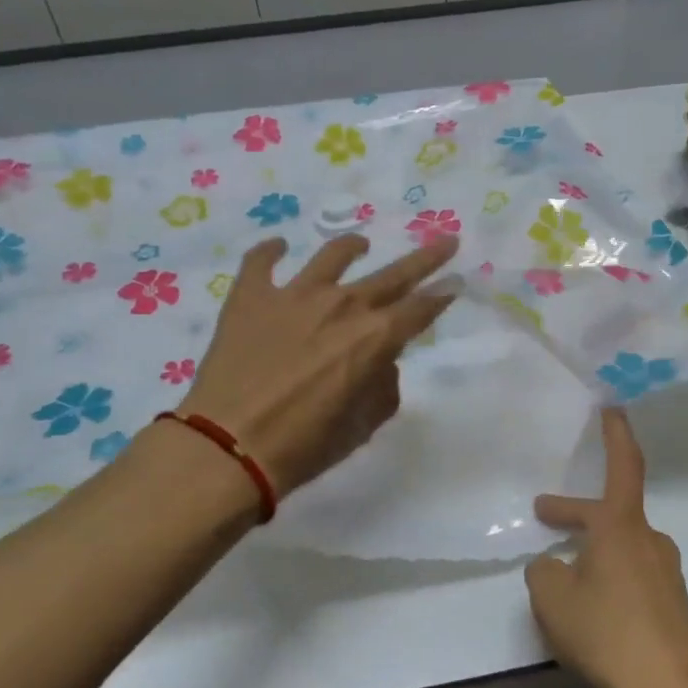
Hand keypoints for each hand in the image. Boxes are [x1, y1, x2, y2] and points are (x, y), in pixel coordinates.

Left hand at [175, 234, 459, 497]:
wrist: (228, 446)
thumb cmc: (304, 445)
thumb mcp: (362, 426)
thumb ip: (382, 387)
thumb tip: (379, 362)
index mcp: (374, 338)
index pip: (420, 309)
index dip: (442, 296)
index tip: (458, 281)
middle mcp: (342, 305)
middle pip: (393, 275)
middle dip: (425, 259)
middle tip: (445, 241)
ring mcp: (294, 295)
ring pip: (332, 256)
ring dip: (352, 247)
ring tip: (361, 244)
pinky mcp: (251, 296)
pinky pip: (262, 261)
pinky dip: (271, 252)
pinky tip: (278, 247)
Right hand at [525, 409, 687, 687]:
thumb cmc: (607, 632)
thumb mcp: (552, 598)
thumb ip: (543, 572)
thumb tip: (553, 565)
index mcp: (622, 527)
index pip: (623, 466)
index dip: (616, 434)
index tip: (613, 406)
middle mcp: (649, 542)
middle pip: (610, 515)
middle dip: (575, 515)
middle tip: (545, 514)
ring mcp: (666, 575)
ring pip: (621, 549)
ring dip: (593, 552)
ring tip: (562, 576)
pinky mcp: (672, 607)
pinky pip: (633, 579)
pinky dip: (609, 580)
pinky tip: (593, 611)